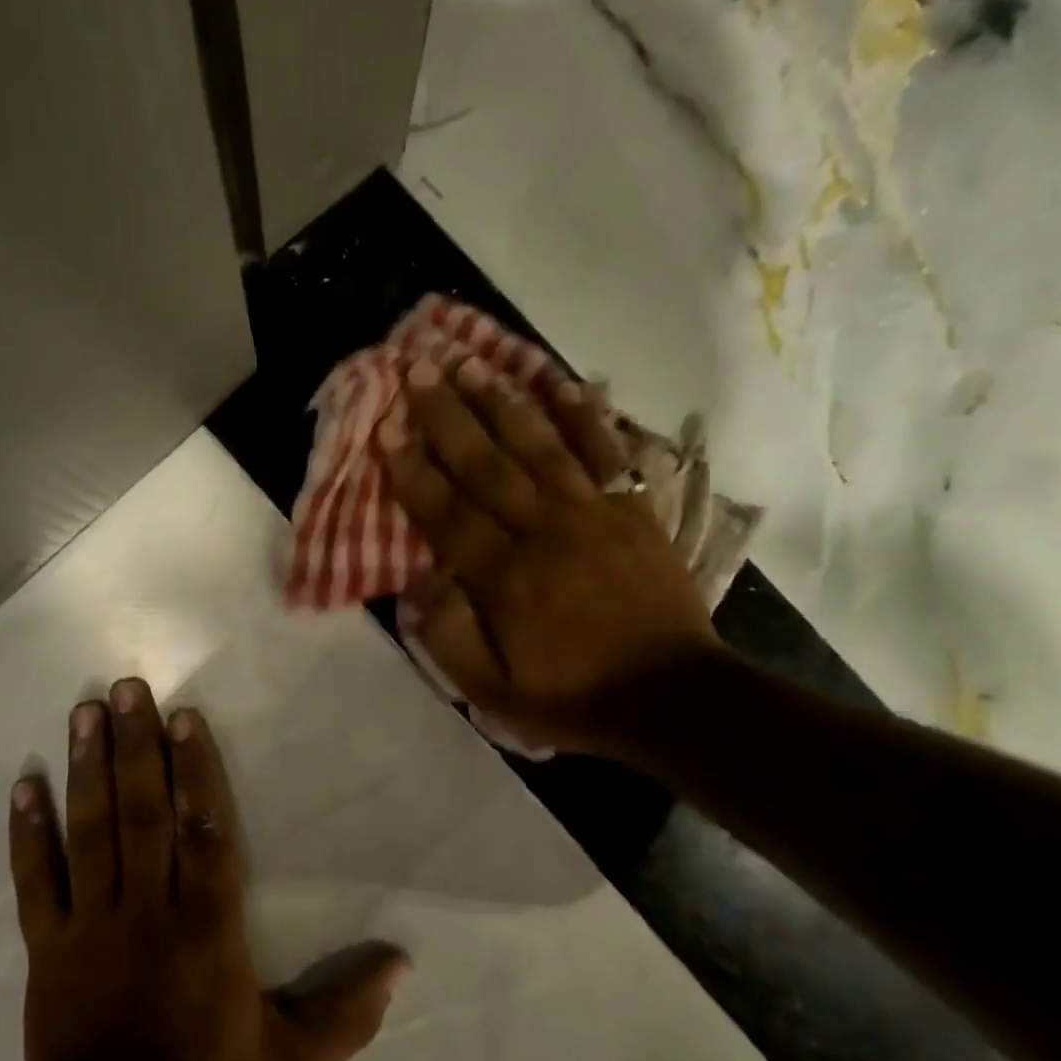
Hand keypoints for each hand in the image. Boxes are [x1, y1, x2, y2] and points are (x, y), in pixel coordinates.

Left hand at [8, 679, 409, 1060]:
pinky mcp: (47, 947)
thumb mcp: (291, 1059)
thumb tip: (403, 964)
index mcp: (206, 926)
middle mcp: (147, 910)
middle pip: (142, 814)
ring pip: (90, 833)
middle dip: (135, 747)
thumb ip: (347, 1012)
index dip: (194, 769)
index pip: (203, 830)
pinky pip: (35, 881)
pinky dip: (27, 833)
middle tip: (125, 689)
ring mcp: (90, 925)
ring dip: (88, 769)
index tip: (184, 717)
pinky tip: (24, 785)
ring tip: (84, 713)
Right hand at [381, 359, 723, 756]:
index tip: (388, 428)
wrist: (672, 697)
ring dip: (503, 402)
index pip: (448, 512)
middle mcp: (545, 532)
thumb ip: (449, 638)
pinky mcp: (633, 510)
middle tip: (418, 369)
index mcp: (505, 578)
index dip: (414, 469)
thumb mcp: (495, 694)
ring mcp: (594, 515)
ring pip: (540, 446)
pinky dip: (585, 417)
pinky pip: (606, 453)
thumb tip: (420, 581)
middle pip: (488, 464)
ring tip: (472, 363)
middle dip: (448, 415)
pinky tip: (563, 383)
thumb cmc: (574, 697)